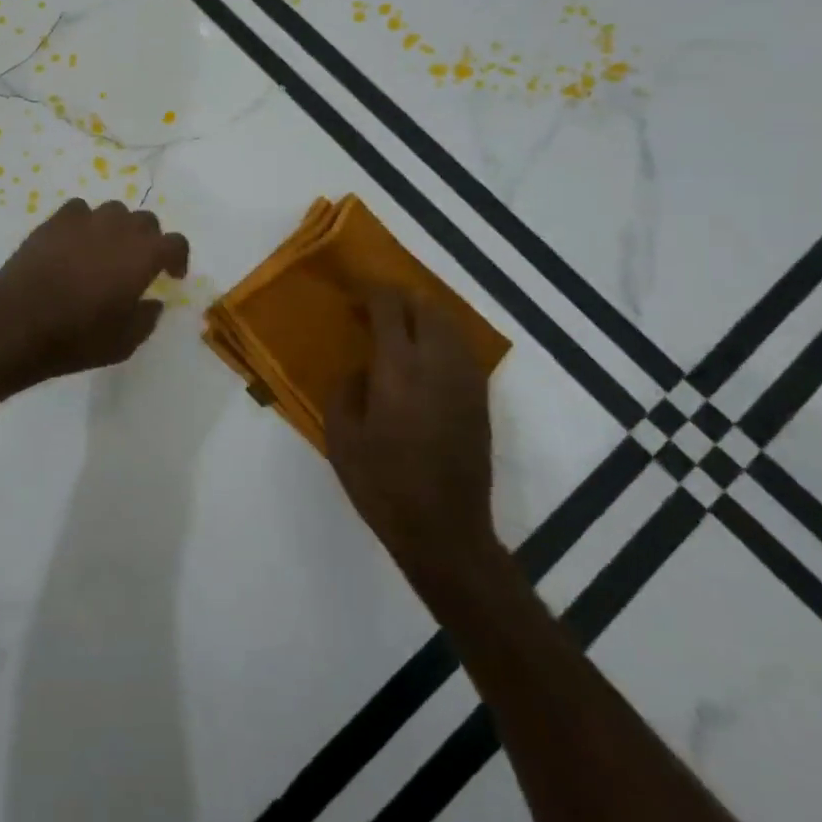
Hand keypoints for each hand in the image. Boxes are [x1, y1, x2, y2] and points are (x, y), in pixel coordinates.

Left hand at [0, 199, 189, 384]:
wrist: (16, 326)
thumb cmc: (76, 338)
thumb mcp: (124, 343)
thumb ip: (146, 317)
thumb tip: (152, 302)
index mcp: (142, 256)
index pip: (175, 242)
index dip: (178, 257)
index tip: (171, 275)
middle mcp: (118, 229)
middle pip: (145, 221)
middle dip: (149, 240)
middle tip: (139, 265)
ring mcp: (83, 221)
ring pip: (113, 211)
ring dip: (118, 228)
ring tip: (106, 252)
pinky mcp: (53, 222)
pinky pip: (79, 211)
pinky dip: (84, 223)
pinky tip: (76, 244)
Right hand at [326, 289, 500, 595]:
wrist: (443, 529)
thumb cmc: (382, 483)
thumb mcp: (341, 437)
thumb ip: (346, 391)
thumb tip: (361, 370)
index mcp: (398, 369)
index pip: (390, 308)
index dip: (371, 292)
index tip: (354, 293)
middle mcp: (437, 365)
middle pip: (427, 308)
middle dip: (401, 297)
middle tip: (375, 305)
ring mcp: (465, 382)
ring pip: (450, 326)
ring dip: (425, 315)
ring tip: (400, 325)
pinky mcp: (480, 401)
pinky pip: (462, 351)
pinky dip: (442, 339)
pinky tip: (424, 355)